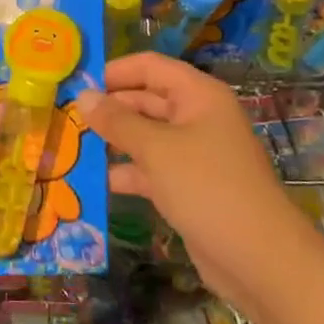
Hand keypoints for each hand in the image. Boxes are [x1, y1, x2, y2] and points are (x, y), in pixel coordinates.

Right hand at [78, 54, 315, 311]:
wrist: (258, 257)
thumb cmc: (207, 187)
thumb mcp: (156, 149)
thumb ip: (116, 121)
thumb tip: (83, 96)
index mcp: (198, 96)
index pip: (150, 67)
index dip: (114, 71)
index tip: (76, 83)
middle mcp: (197, 118)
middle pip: (145, 100)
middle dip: (108, 108)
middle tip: (65, 116)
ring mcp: (193, 154)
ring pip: (145, 136)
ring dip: (112, 141)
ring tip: (70, 146)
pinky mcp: (187, 186)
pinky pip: (150, 169)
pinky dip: (125, 172)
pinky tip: (94, 181)